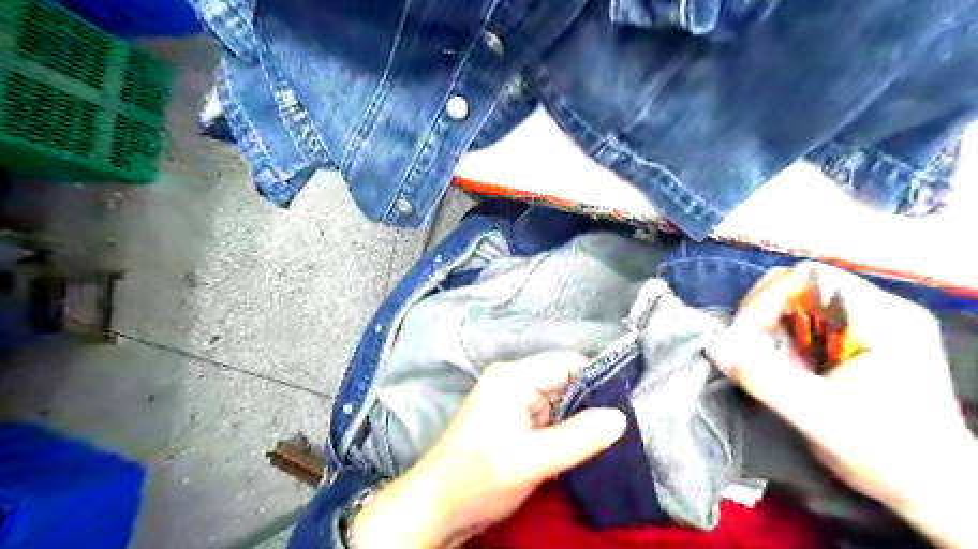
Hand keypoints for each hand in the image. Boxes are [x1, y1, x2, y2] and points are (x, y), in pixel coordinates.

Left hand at [351, 351, 625, 547]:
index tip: (624, 405)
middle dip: (589, 402)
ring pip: (557, 398)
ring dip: (576, 418)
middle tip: (616, 430)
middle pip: (563, 379)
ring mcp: (509, 398)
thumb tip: (621, 417)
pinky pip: (546, 413)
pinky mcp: (510, 417)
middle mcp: (511, 379)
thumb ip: (579, 438)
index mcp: (513, 377)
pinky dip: (562, 427)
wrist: (436, 506)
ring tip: (600, 441)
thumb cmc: (478, 479)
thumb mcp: (532, 461)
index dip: (597, 379)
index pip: (567, 362)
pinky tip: (576, 446)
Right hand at [708, 262, 974, 548]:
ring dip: (770, 326)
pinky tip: (784, 364)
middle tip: (746, 345)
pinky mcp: (859, 339)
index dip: (765, 300)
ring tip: (766, 359)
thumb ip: (764, 380)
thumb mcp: (819, 417)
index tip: (743, 337)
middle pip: (800, 284)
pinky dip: (782, 337)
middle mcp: (879, 310)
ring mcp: (870, 323)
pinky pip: (806, 321)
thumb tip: (715, 348)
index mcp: (882, 319)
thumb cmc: (887, 455)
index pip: (809, 278)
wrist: (934, 489)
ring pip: (799, 301)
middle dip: (763, 311)